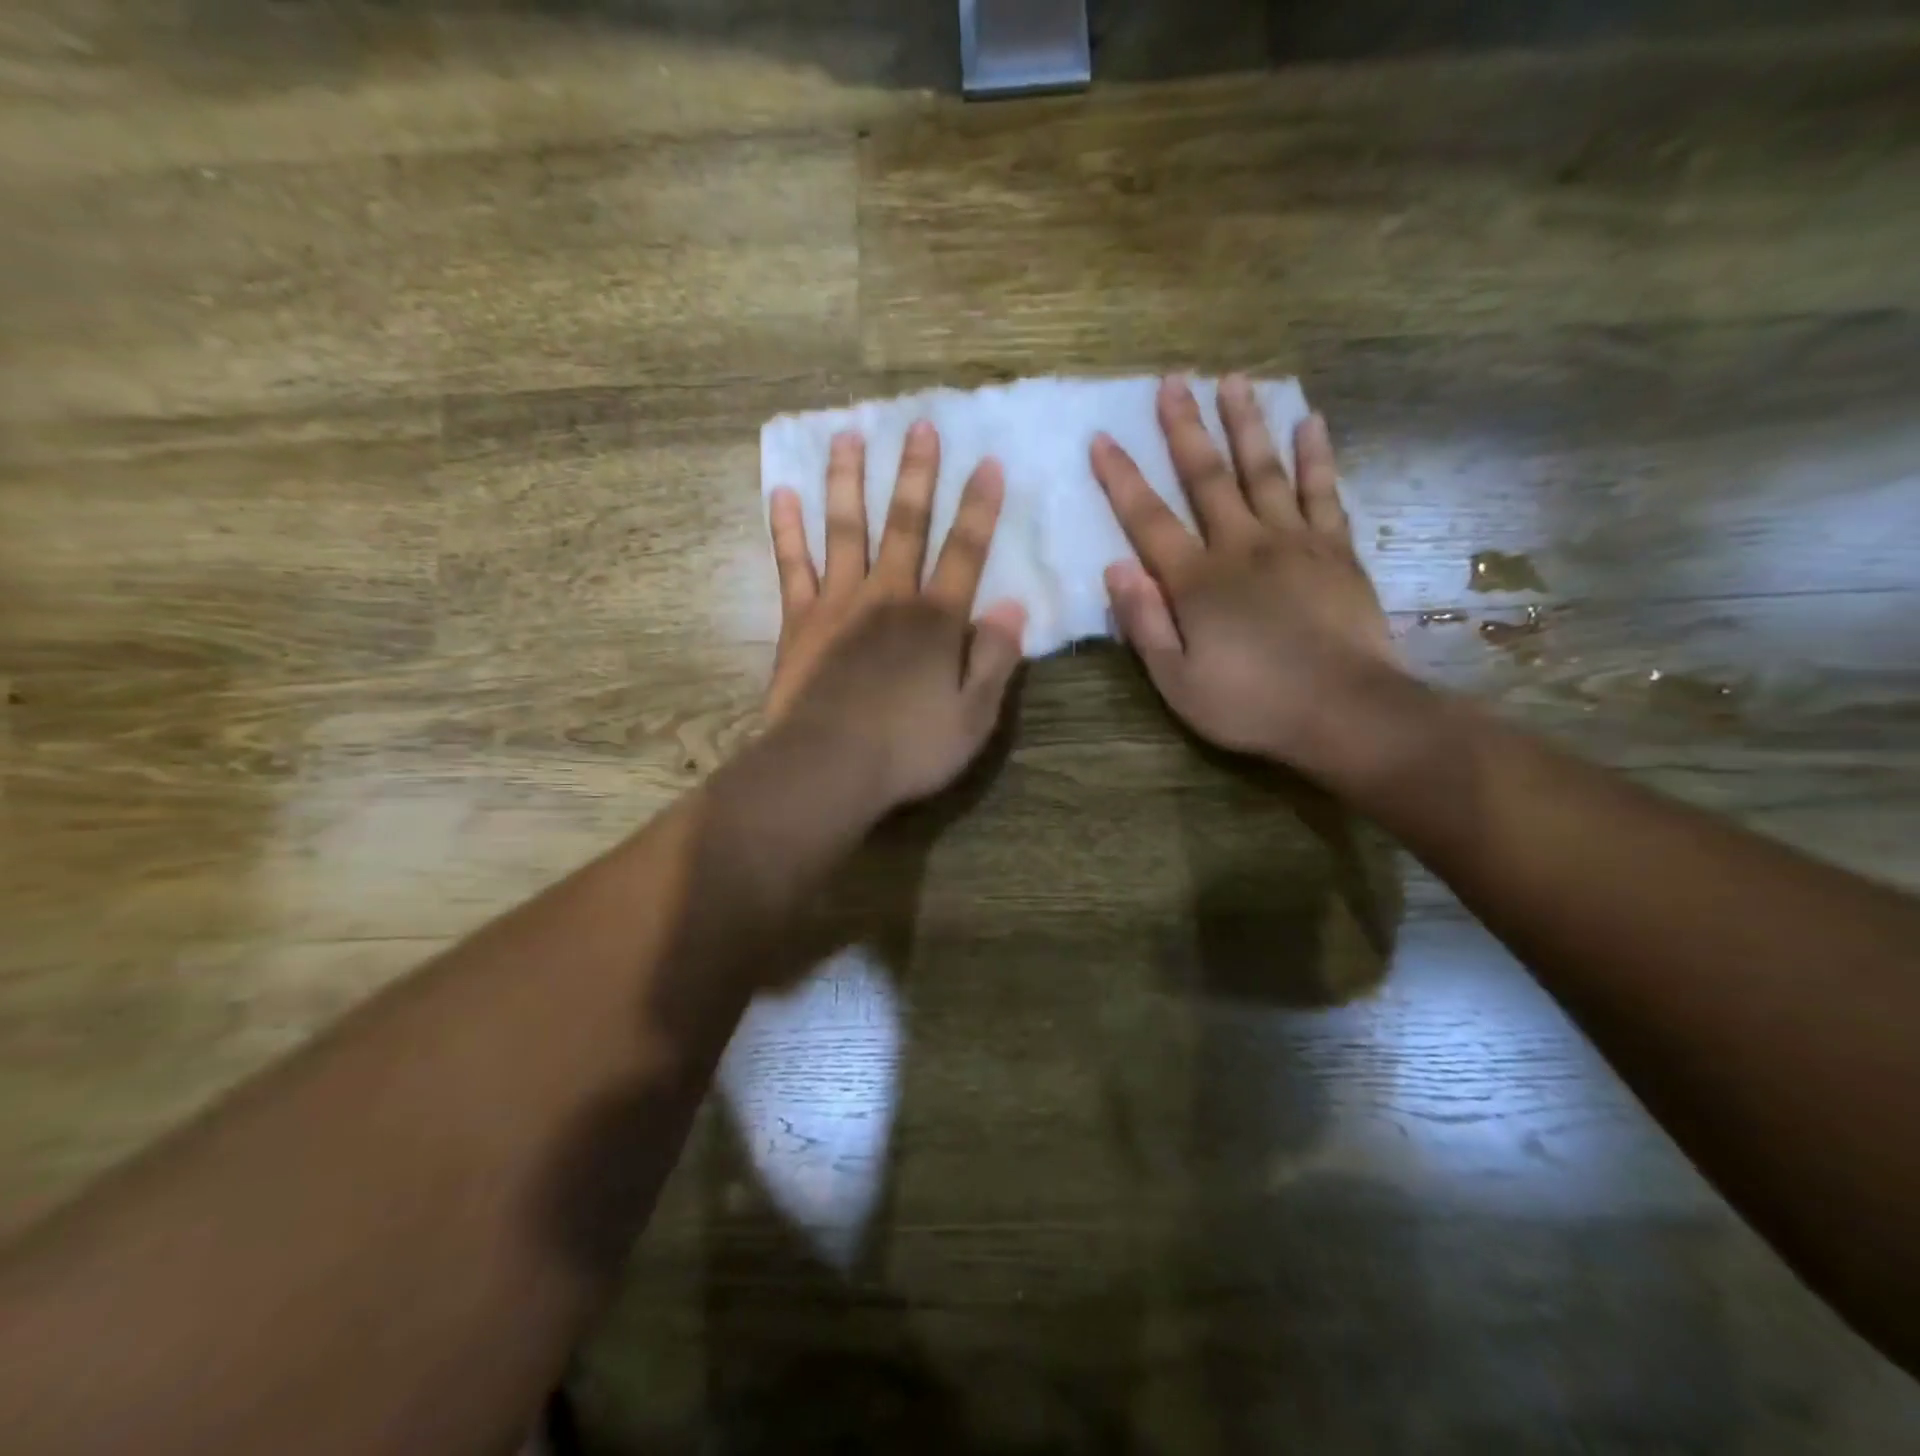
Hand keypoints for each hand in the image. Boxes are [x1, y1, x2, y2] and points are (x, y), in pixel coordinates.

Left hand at [765, 421, 1027, 811]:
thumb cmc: (908, 749)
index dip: (980, 508)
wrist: (828, 767)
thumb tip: (1013, 605)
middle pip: (906, 525)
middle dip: (916, 474)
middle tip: (919, 425)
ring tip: (848, 435)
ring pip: (845, 529)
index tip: (989, 463)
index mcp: (936, 620)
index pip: (966, 552)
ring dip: (849, 480)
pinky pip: (792, 565)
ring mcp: (839, 603)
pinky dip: (787, 529)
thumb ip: (995, 658)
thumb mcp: (973, 716)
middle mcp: (889, 597)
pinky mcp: (799, 621)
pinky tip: (782, 493)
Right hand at [1092, 376, 1401, 776]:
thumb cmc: (1252, 703)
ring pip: (1265, 470)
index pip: (1149, 519)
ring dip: (1246, 423)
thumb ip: (1144, 624)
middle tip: (1172, 381)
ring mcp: (1294, 542)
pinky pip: (1324, 492)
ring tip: (1234, 380)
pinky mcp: (1336, 550)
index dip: (1122, 478)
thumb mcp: (1177, 682)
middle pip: (1207, 477)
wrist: (1347, 711)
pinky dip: (1316, 456)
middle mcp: (1242, 546)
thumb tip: (1115, 568)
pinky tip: (1311, 422)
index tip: (1102, 437)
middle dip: (1185, 428)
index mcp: (1197, 581)